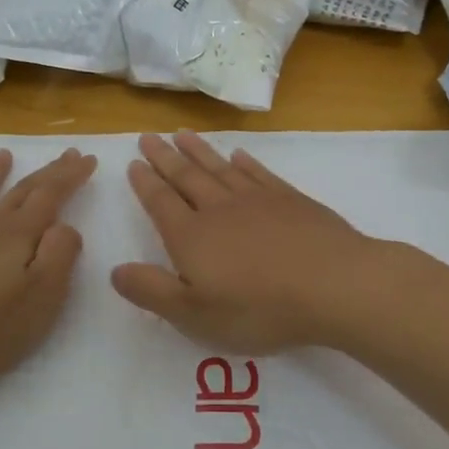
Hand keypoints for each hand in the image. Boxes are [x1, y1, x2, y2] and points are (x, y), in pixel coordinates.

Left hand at [0, 147, 96, 386]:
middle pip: (21, 190)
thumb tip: (65, 226)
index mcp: (19, 234)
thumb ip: (60, 254)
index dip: (70, 175)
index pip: (51, 195)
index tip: (87, 158)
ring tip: (3, 154)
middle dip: (47, 172)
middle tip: (66, 153)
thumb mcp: (43, 296)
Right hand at [111, 132, 376, 352]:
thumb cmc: (258, 308)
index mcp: (191, 237)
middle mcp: (219, 209)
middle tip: (148, 136)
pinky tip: (239, 155)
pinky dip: (245, 162)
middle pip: (186, 177)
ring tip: (183, 134)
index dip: (145, 182)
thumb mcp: (195, 315)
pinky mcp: (291, 200)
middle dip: (165, 157)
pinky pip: (259, 173)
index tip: (134, 162)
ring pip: (220, 168)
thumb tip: (115, 270)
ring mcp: (257, 200)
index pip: (160, 202)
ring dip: (199, 151)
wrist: (332, 284)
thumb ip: (152, 291)